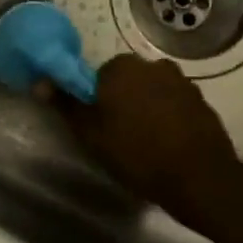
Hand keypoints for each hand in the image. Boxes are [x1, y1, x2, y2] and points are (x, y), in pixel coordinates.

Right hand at [47, 54, 241, 230]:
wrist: (199, 177)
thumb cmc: (137, 155)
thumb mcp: (92, 135)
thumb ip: (66, 105)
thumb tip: (40, 82)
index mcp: (121, 68)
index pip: (99, 76)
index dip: (96, 101)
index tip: (100, 126)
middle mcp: (152, 65)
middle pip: (127, 80)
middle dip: (123, 101)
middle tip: (120, 136)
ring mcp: (181, 81)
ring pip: (152, 91)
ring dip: (147, 108)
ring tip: (147, 143)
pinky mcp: (201, 99)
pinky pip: (175, 103)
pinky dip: (169, 117)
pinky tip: (169, 144)